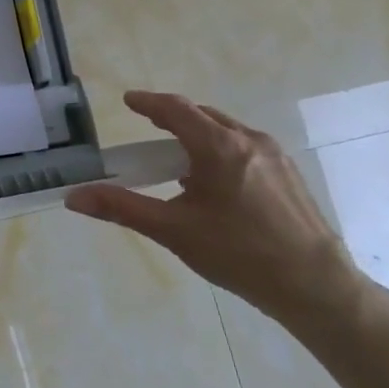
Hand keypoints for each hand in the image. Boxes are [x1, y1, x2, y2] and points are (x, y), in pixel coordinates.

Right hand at [67, 92, 365, 328]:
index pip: (176, 109)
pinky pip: (245, 147)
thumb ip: (121, 208)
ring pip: (227, 131)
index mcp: (219, 147)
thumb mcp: (173, 230)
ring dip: (198, 135)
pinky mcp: (289, 175)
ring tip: (178, 160)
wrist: (315, 286)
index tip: (128, 101)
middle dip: (172, 117)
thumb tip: (73, 197)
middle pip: (203, 115)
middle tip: (148, 129)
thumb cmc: (238, 254)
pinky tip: (214, 183)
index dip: (148, 103)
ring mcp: (275, 156)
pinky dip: (220, 150)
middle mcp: (250, 141)